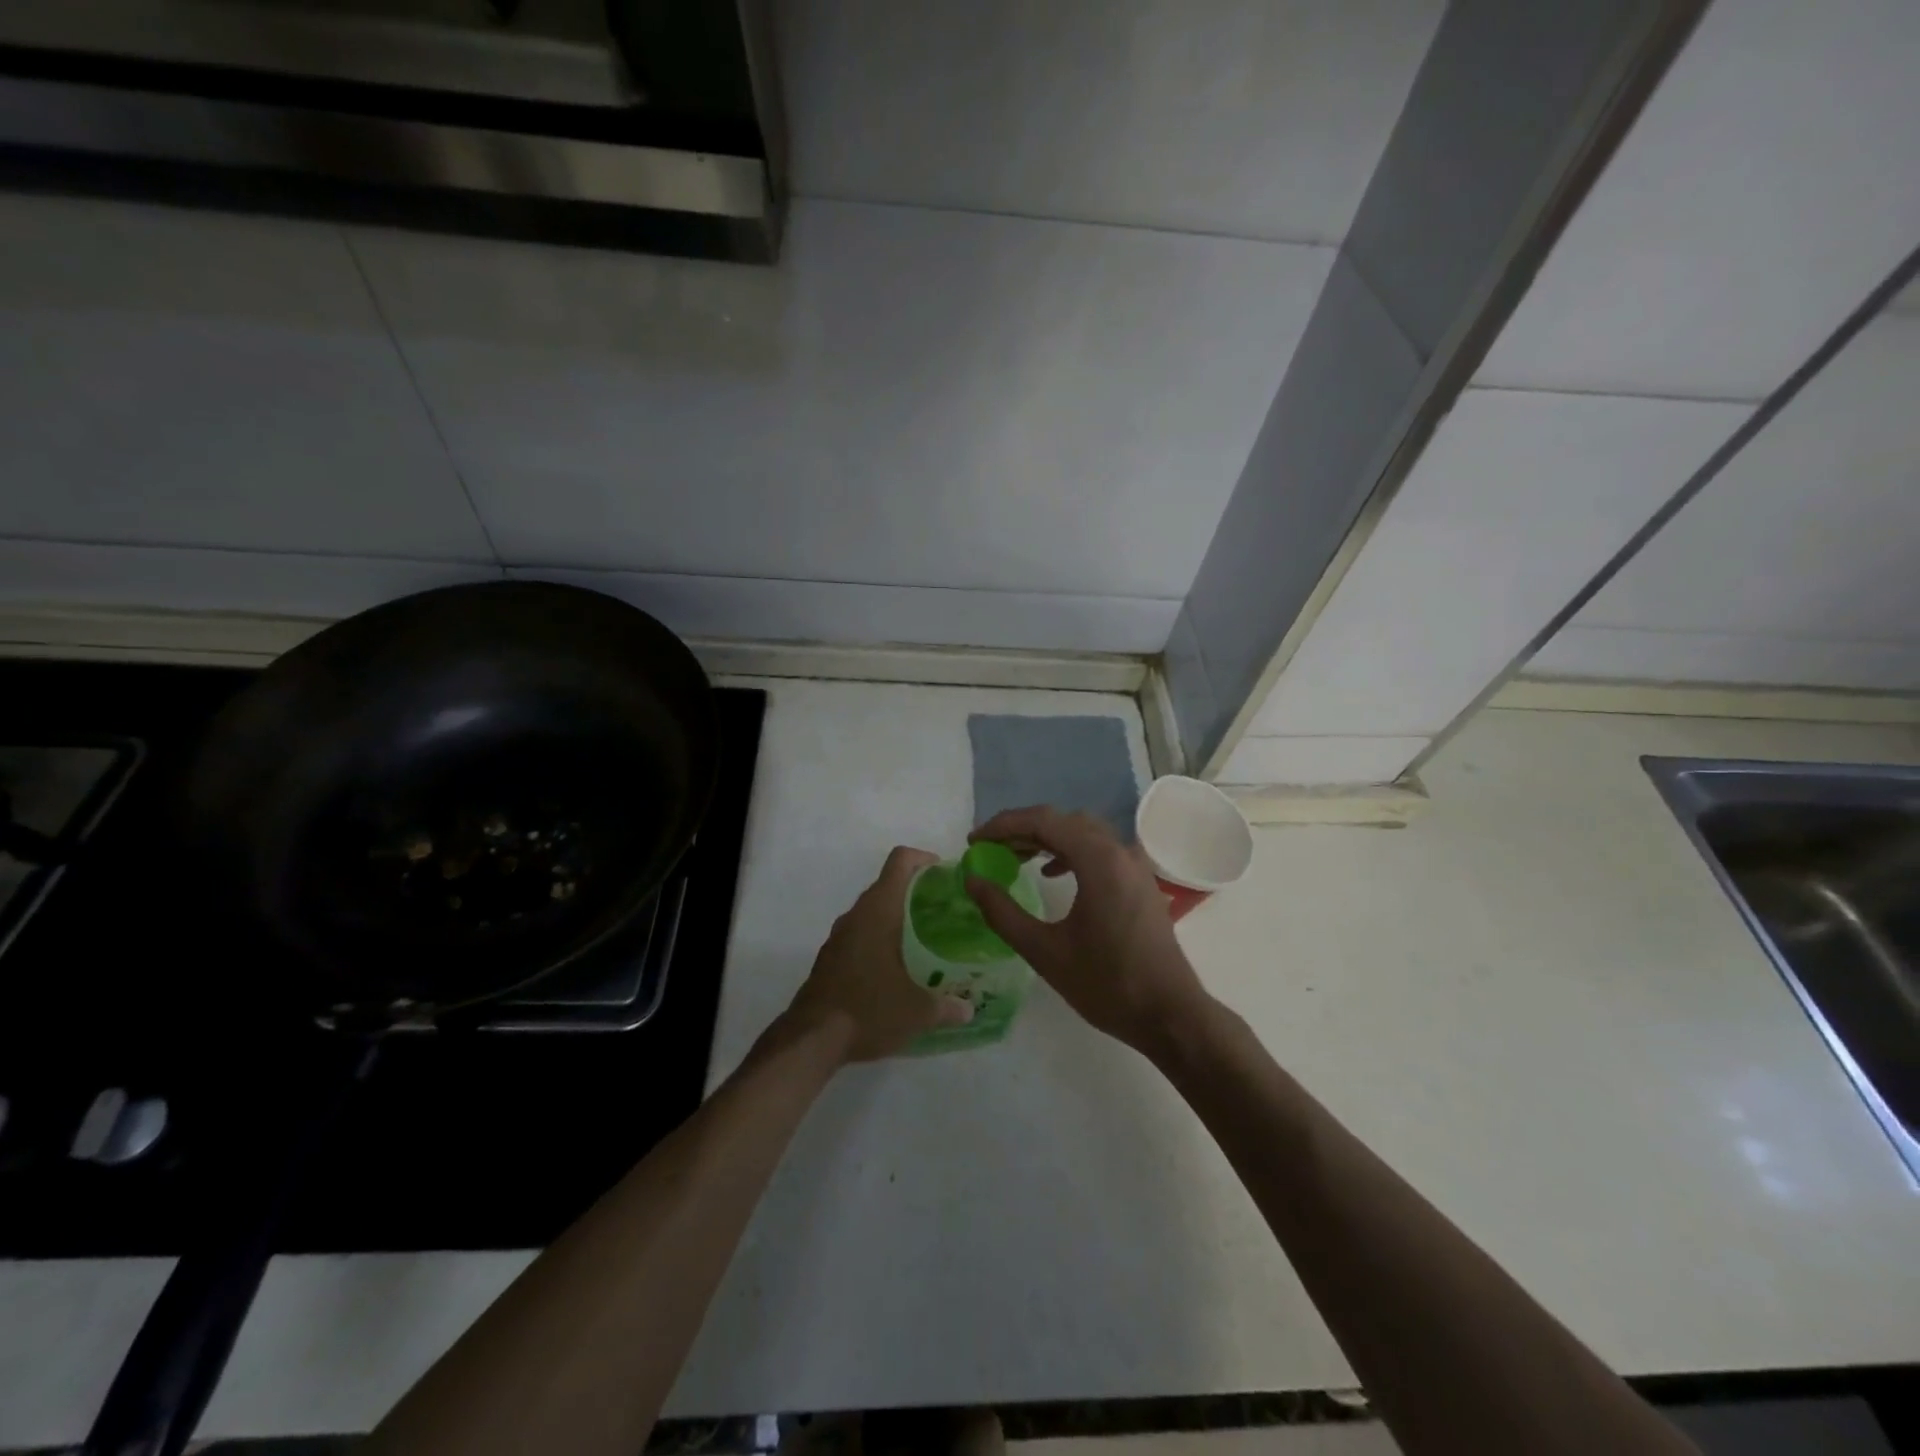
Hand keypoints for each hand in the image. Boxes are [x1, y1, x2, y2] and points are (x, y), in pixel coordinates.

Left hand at [782, 846, 973, 1062]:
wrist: (811, 1040)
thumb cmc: (869, 1010)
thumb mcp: (917, 1012)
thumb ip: (947, 1007)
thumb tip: (969, 1010)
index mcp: (879, 911)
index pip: (900, 861)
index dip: (923, 859)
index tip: (944, 875)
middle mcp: (856, 915)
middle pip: (887, 885)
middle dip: (916, 892)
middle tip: (944, 912)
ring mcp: (839, 936)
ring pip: (872, 912)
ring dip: (896, 917)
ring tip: (925, 940)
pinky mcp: (829, 958)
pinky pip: (859, 934)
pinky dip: (879, 939)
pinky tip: (896, 968)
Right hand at [965, 807, 1211, 1054]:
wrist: (1170, 1014)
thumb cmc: (1107, 984)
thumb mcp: (1044, 951)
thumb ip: (1003, 913)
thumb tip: (972, 881)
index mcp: (1098, 860)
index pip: (1042, 821)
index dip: (1003, 826)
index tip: (973, 842)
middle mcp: (1119, 851)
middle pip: (1063, 820)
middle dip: (1022, 829)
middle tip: (989, 849)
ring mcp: (1134, 864)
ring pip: (1083, 832)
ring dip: (1047, 837)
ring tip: (1014, 857)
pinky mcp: (1140, 881)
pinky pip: (1100, 849)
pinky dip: (1070, 850)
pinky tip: (1052, 873)